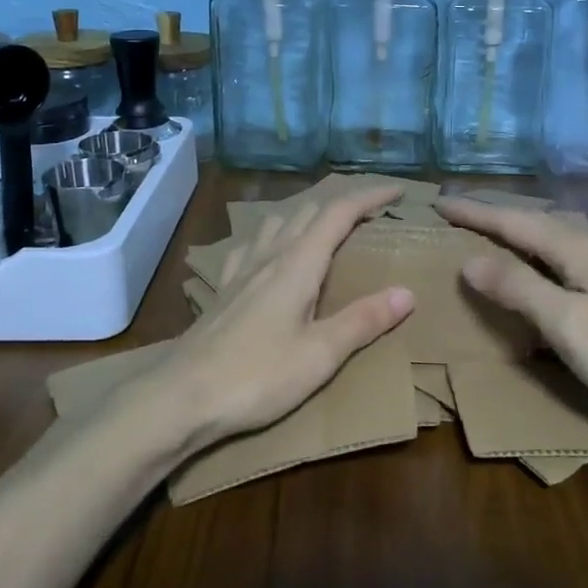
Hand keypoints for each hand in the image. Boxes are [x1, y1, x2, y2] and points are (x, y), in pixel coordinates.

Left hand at [157, 186, 415, 452]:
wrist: (180, 397)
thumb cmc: (256, 376)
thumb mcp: (319, 354)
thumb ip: (363, 320)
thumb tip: (407, 292)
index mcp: (298, 264)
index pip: (339, 213)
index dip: (370, 196)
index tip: (399, 190)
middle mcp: (269, 256)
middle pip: (309, 212)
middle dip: (343, 205)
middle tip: (370, 215)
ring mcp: (241, 270)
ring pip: (277, 222)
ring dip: (306, 216)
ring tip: (324, 230)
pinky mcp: (223, 290)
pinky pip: (250, 245)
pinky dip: (272, 237)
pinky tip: (268, 254)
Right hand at [436, 197, 587, 441]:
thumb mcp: (565, 323)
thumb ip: (518, 287)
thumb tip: (470, 259)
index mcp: (580, 248)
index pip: (515, 222)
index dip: (476, 213)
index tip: (440, 202)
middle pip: (537, 223)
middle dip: (498, 218)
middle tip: (462, 217)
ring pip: (554, 241)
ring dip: (520, 236)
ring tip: (492, 239)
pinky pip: (565, 263)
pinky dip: (538, 261)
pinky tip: (538, 277)